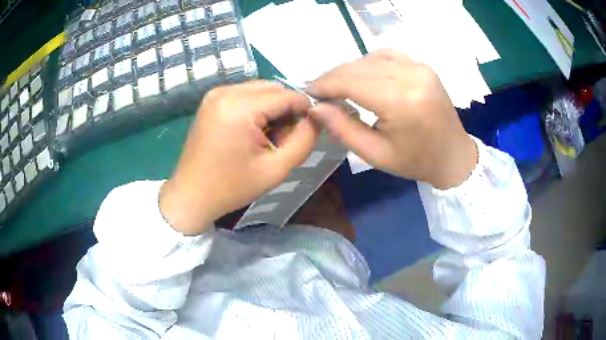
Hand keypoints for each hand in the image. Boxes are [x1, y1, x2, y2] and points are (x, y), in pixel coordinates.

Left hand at [160, 81, 317, 234]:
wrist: (191, 194)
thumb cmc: (231, 187)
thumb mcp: (276, 169)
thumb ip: (304, 140)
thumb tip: (317, 117)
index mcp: (239, 107)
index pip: (287, 94)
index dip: (305, 109)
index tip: (309, 129)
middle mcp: (225, 91)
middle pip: (274, 88)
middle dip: (287, 108)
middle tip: (286, 137)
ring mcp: (216, 93)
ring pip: (261, 89)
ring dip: (273, 108)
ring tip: (269, 137)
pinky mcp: (212, 99)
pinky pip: (245, 94)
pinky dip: (257, 107)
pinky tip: (253, 130)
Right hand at [308, 50, 476, 188]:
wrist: (453, 155)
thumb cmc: (416, 161)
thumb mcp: (375, 154)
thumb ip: (342, 129)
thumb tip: (315, 107)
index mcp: (401, 101)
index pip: (350, 81)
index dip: (324, 85)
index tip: (307, 93)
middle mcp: (411, 75)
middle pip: (358, 66)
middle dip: (332, 77)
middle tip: (319, 93)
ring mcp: (419, 66)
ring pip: (369, 58)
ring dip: (349, 70)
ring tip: (338, 87)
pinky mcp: (422, 65)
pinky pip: (386, 55)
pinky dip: (368, 63)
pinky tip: (363, 77)